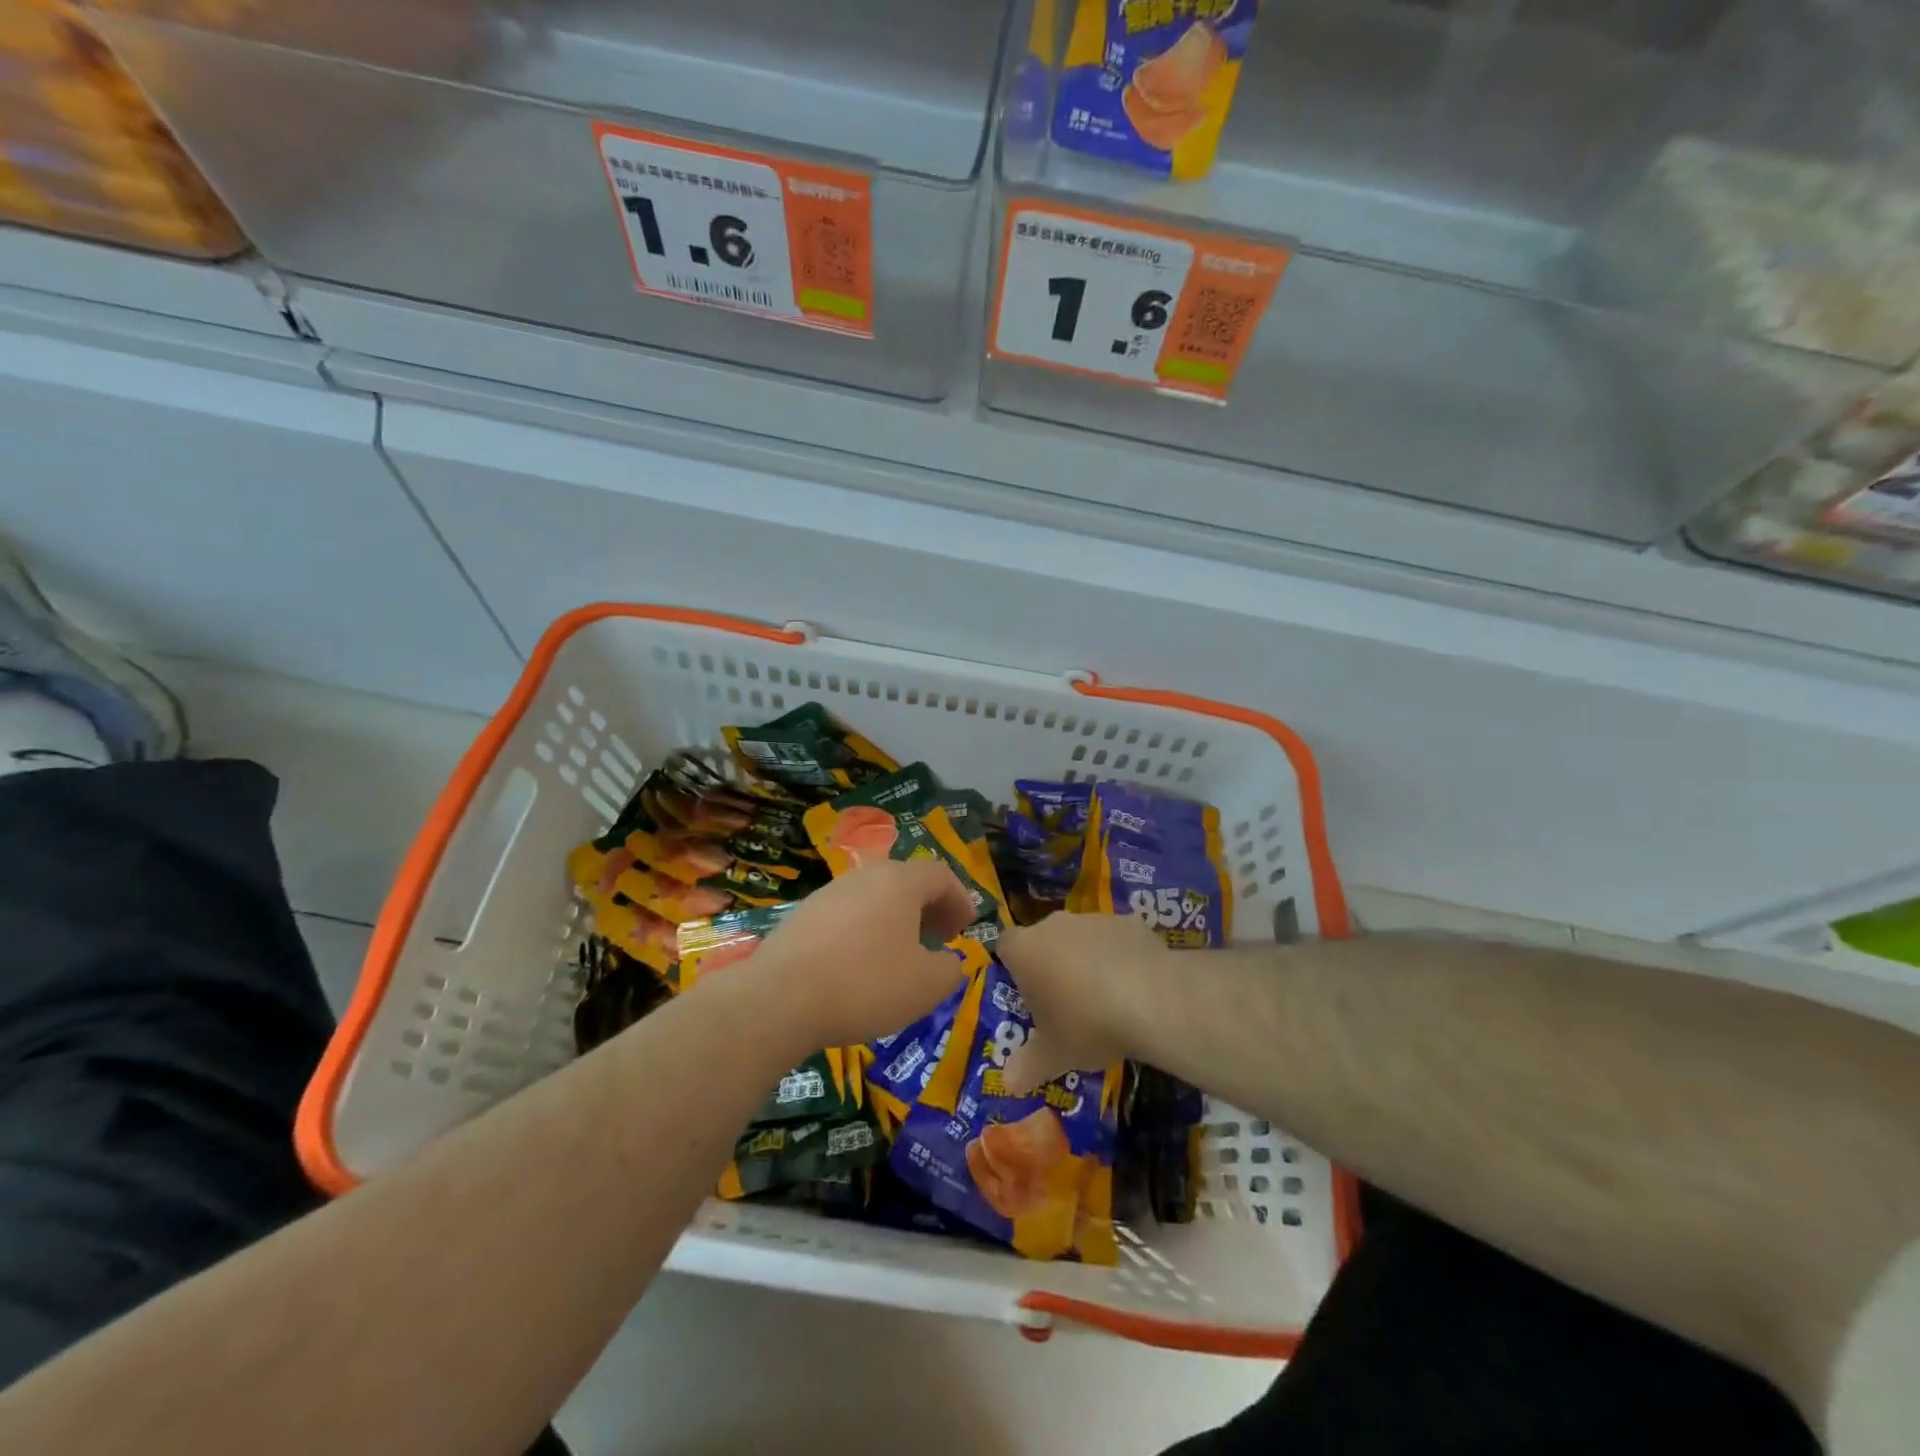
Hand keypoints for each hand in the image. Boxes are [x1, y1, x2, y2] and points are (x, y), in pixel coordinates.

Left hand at [743, 857, 975, 1049]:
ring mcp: (829, 893)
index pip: (940, 874)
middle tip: (939, 939)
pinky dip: (865, 931)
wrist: (780, 998)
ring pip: (875, 897)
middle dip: (928, 908)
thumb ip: (950, 970)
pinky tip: (860, 966)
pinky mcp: (803, 915)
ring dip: (896, 920)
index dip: (959, 899)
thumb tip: (950, 962)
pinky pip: (847, 915)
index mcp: (899, 882)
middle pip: (906, 881)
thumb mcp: (926, 986)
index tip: (966, 928)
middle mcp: (865, 876)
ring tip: (901, 955)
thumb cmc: (865, 984)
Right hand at [997, 912, 1176, 1092]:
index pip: (1005, 945)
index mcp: (1026, 950)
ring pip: (1080, 937)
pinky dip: (1118, 956)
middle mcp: (1054, 926)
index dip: (1013, 965)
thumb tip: (1009, 1083)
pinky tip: (1133, 986)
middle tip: (1063, 1000)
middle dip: (1051, 963)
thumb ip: (1028, 1066)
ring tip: (1103, 997)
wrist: (1150, 999)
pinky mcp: (1128, 922)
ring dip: (1085, 958)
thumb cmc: (1086, 1024)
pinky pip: (1115, 939)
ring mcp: (1093, 920)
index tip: (1025, 991)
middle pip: (1043, 939)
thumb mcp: (1054, 1055)